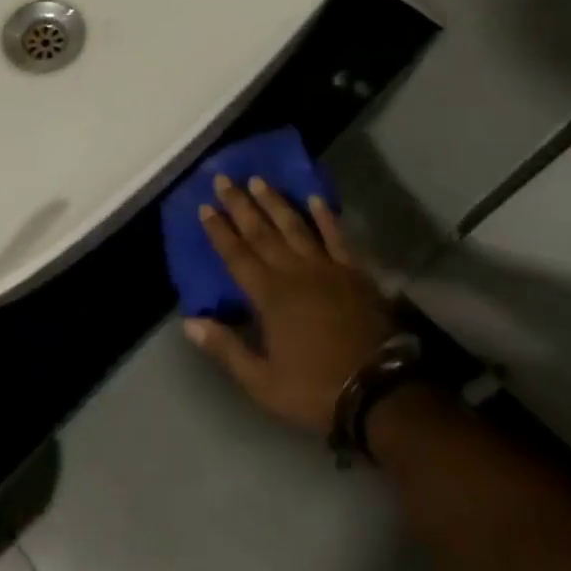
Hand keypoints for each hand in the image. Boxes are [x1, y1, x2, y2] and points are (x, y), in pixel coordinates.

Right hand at [185, 175, 393, 433]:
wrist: (381, 391)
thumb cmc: (316, 389)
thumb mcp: (262, 383)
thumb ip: (226, 349)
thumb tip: (189, 322)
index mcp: (269, 296)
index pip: (237, 255)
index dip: (219, 231)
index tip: (205, 206)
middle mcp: (293, 272)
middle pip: (261, 232)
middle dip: (240, 204)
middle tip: (224, 178)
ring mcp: (326, 268)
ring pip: (294, 226)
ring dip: (274, 202)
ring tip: (258, 180)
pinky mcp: (354, 273)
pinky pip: (336, 237)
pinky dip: (325, 217)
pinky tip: (315, 199)